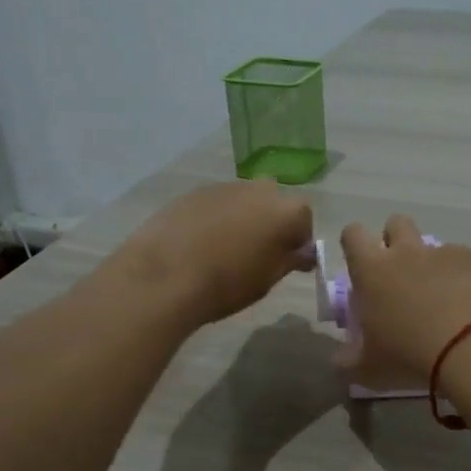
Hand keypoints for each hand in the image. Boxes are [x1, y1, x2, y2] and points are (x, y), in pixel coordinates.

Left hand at [111, 179, 315, 326]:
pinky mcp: (194, 192)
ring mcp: (225, 187)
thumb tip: (304, 252)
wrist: (166, 274)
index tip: (287, 263)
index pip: (304, 222)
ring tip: (225, 251)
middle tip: (257, 255)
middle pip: (274, 205)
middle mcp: (260, 189)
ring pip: (244, 202)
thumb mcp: (268, 279)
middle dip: (271, 225)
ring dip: (243, 220)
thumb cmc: (228, 283)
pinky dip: (216, 219)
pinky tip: (200, 244)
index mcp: (286, 210)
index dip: (298, 242)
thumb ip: (291, 260)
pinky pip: (216, 205)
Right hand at [337, 215, 470, 386]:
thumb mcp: (369, 369)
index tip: (361, 266)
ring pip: (441, 245)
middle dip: (397, 240)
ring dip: (442, 265)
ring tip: (452, 299)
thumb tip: (339, 361)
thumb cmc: (410, 356)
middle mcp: (410, 252)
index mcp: (374, 271)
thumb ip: (349, 361)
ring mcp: (450, 252)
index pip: (353, 235)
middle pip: (397, 223)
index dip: (355, 244)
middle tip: (404, 276)